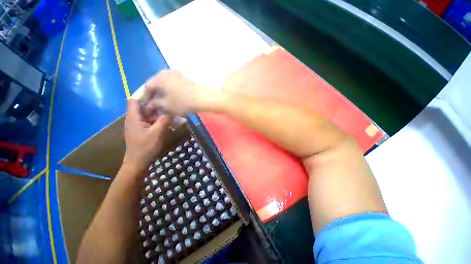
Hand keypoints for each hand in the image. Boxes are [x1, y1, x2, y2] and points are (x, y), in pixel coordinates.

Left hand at [123, 99, 169, 173]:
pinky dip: (160, 120)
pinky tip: (170, 121)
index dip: (143, 94)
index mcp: (134, 118)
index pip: (134, 100)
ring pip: (149, 114)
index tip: (157, 91)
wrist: (138, 163)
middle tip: (169, 103)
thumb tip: (171, 110)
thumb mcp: (156, 133)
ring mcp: (140, 125)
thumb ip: (164, 120)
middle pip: (144, 107)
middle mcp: (135, 119)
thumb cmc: (145, 148)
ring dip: (160, 113)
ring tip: (172, 112)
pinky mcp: (144, 130)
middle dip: (156, 104)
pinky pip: (152, 121)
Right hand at [143, 70, 216, 114]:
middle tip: (154, 105)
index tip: (146, 106)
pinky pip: (174, 86)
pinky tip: (172, 100)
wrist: (202, 98)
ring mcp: (178, 75)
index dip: (145, 97)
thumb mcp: (165, 105)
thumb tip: (150, 106)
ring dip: (163, 95)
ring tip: (163, 104)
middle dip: (154, 96)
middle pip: (156, 85)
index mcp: (159, 77)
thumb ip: (155, 105)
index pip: (147, 87)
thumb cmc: (182, 102)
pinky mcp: (185, 80)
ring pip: (165, 85)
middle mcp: (167, 73)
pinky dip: (171, 93)